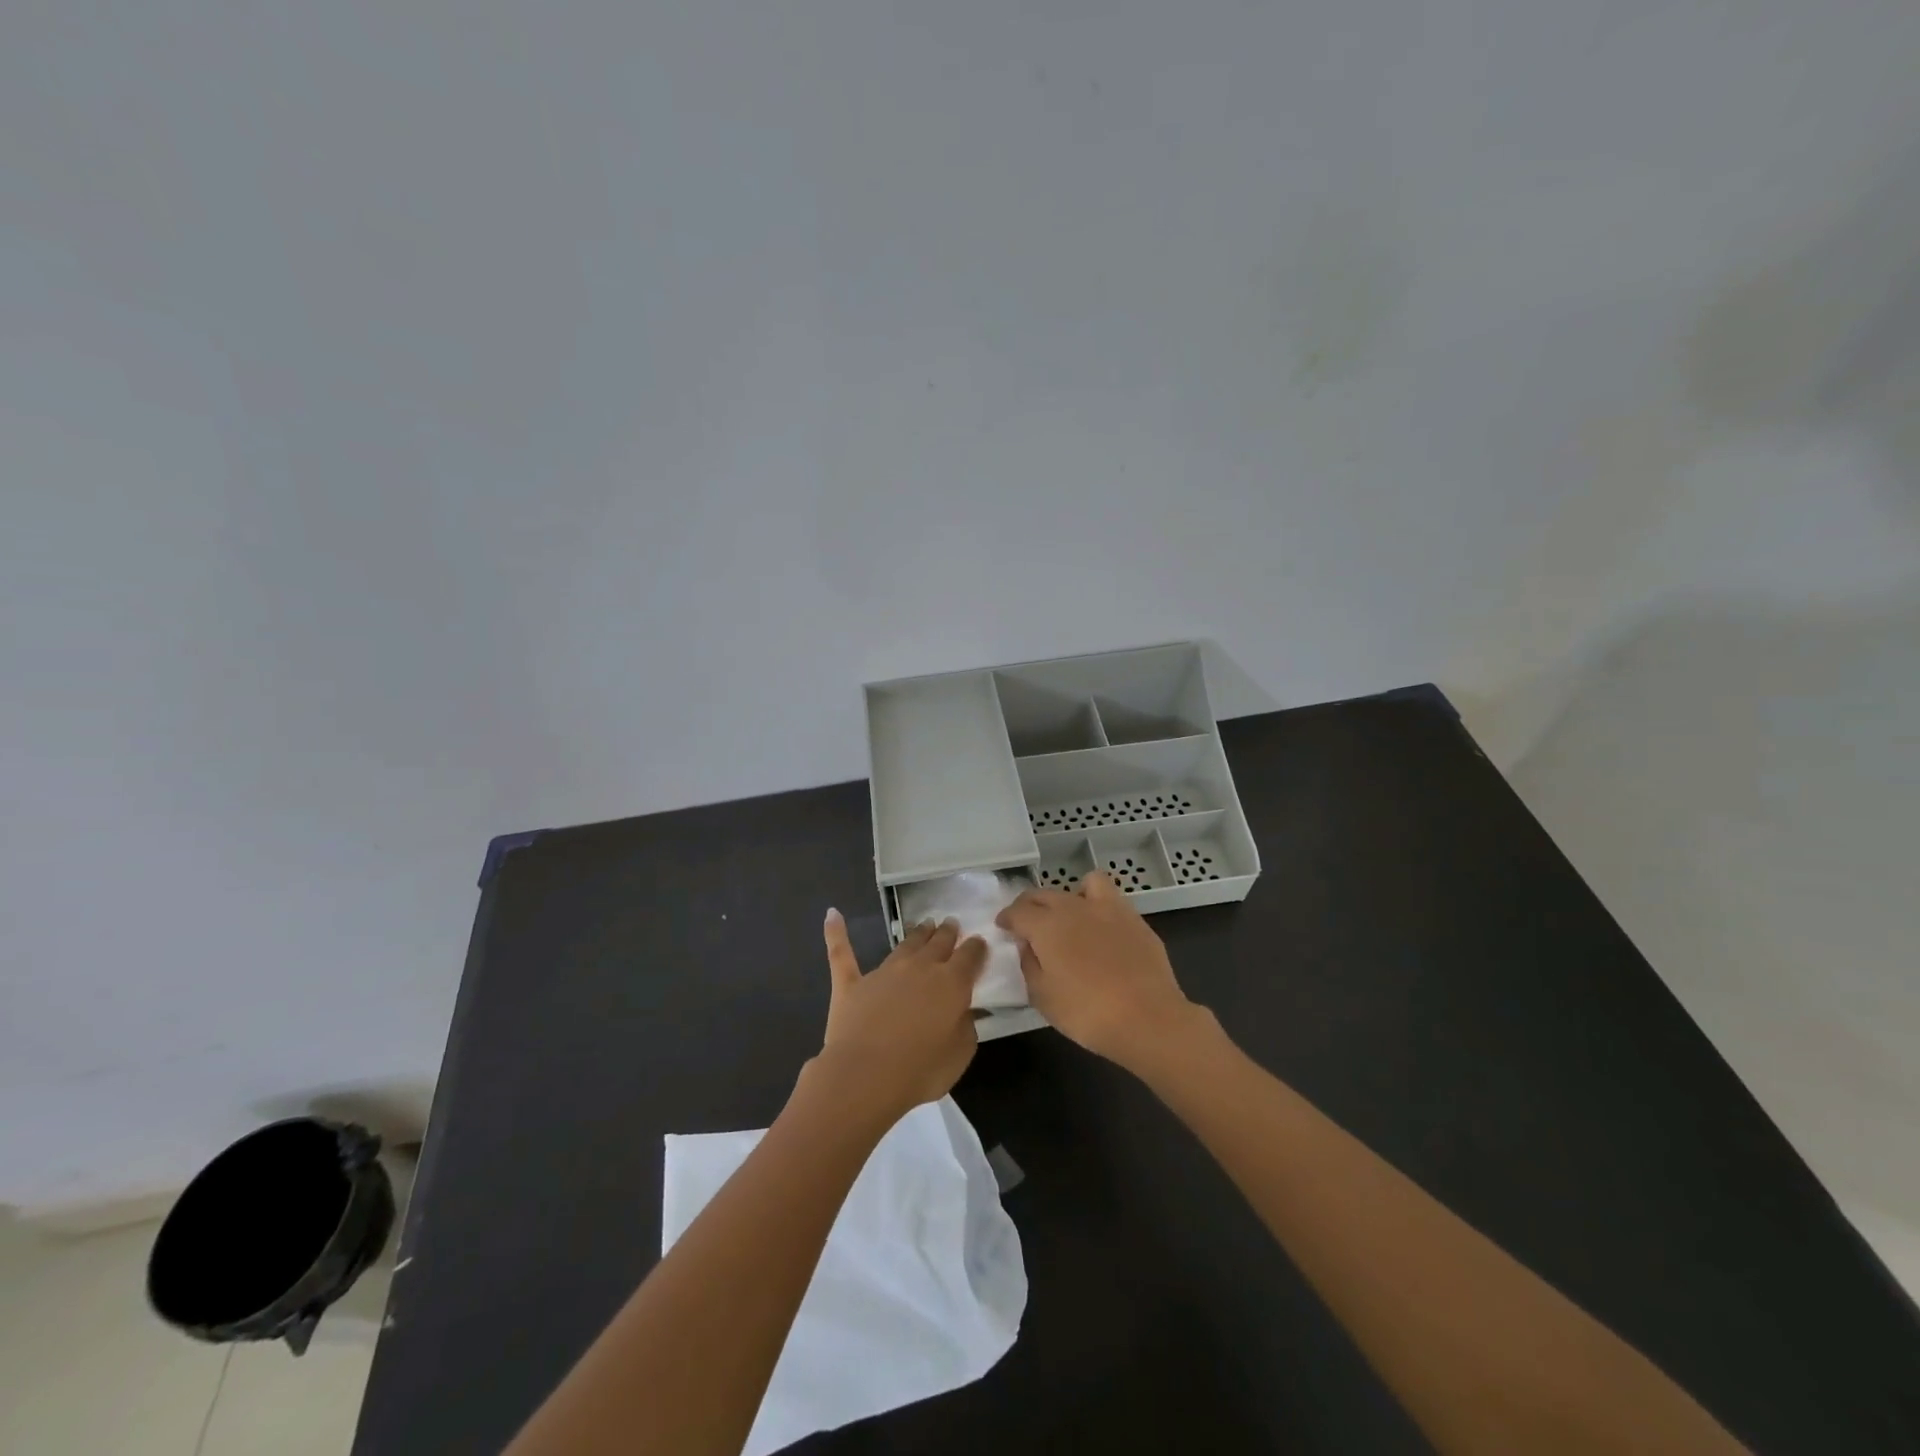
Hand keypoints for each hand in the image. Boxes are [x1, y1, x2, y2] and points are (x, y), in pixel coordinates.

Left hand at [816, 910, 986, 1123]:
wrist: (865, 1076)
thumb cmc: (920, 1070)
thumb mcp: (960, 1053)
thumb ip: (966, 1025)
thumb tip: (963, 1009)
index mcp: (951, 983)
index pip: (969, 956)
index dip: (976, 948)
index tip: (979, 943)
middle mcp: (920, 968)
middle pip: (938, 942)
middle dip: (947, 932)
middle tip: (951, 923)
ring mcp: (884, 972)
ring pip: (905, 944)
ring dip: (917, 933)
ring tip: (925, 925)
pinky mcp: (851, 983)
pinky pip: (842, 953)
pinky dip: (836, 933)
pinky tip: (832, 914)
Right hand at [997, 872, 1199, 1074]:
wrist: (1147, 1018)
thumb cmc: (1086, 1013)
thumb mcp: (1043, 997)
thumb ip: (1029, 965)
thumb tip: (1027, 946)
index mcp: (1046, 925)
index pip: (1017, 911)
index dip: (1006, 918)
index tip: (1003, 927)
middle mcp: (1073, 907)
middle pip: (1044, 894)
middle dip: (1030, 906)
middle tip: (1028, 924)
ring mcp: (1107, 908)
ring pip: (1081, 885)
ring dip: (1068, 896)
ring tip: (1069, 917)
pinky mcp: (1134, 918)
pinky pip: (1110, 898)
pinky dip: (1099, 904)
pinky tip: (1101, 926)